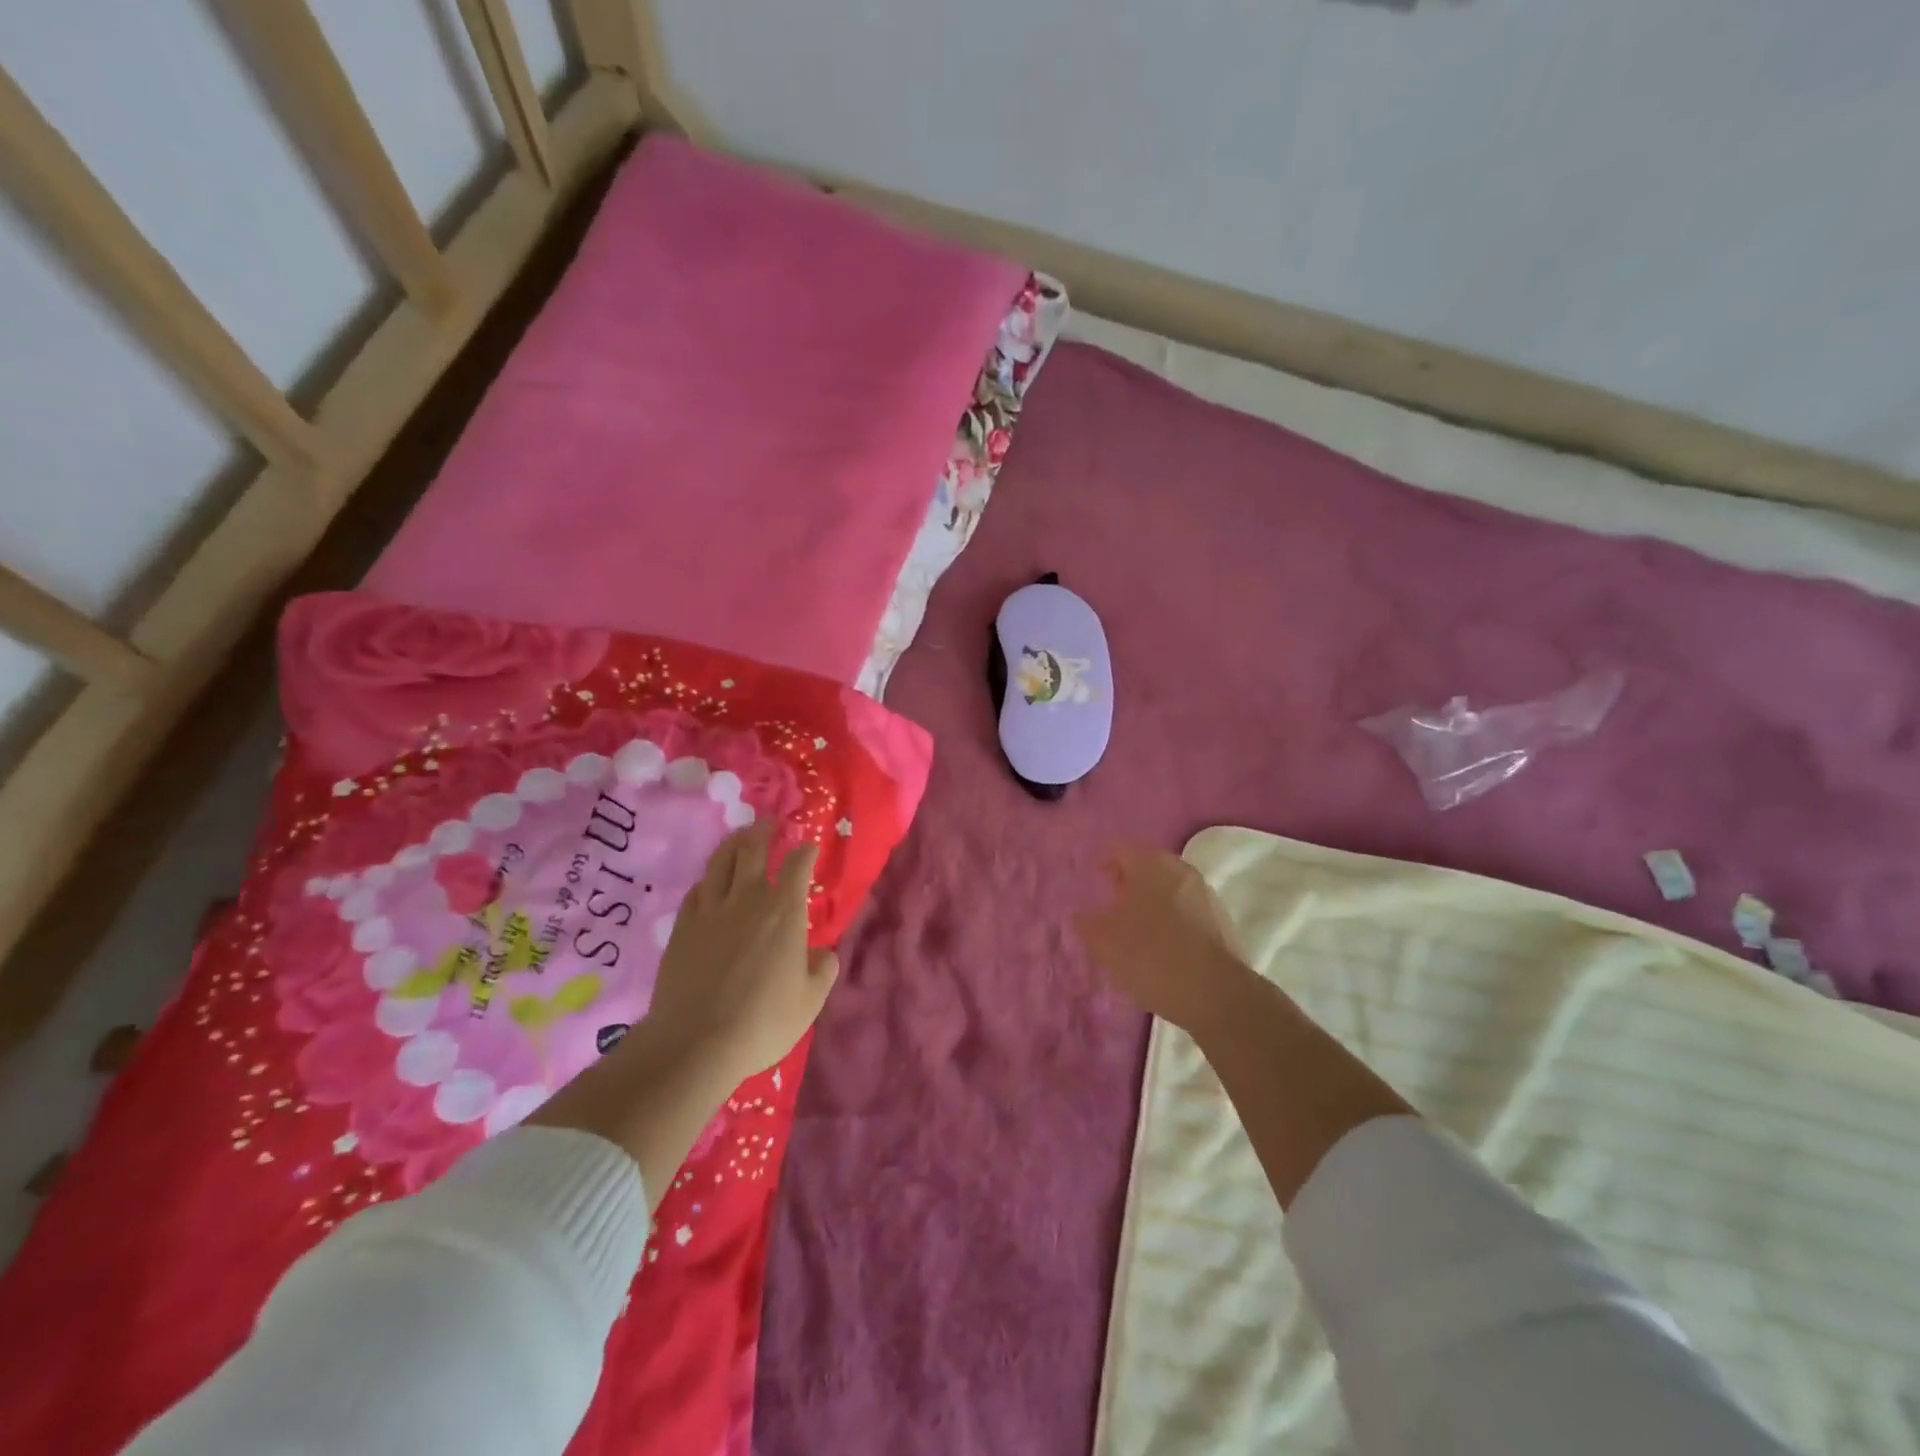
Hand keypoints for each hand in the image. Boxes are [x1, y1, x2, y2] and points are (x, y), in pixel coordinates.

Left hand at [643, 822, 838, 1085]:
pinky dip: (708, 879)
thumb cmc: (763, 1021)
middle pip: (752, 850)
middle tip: (768, 821)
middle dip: (764, 831)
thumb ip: (822, 971)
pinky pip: (697, 890)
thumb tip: (823, 953)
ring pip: (720, 862)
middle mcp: (747, 899)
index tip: (810, 845)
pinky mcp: (682, 927)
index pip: (797, 866)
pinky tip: (709, 882)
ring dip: (733, 844)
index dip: (806, 851)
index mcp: (784, 912)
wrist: (695, 1042)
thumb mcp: (810, 1001)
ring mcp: (710, 910)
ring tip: (739, 836)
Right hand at [1075, 846, 1251, 1035]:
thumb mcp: (1103, 943)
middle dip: (1129, 883)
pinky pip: (1188, 911)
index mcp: (1150, 864)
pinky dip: (1173, 921)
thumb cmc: (1150, 956)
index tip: (1094, 884)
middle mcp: (1181, 870)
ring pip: (1170, 889)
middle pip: (1148, 867)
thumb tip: (1082, 915)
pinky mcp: (1223, 922)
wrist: (1215, 994)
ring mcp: (1206, 895)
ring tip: (1137, 931)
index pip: (1120, 849)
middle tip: (1112, 906)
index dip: (1103, 864)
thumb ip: (1086, 923)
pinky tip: (1163, 948)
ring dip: (1153, 902)